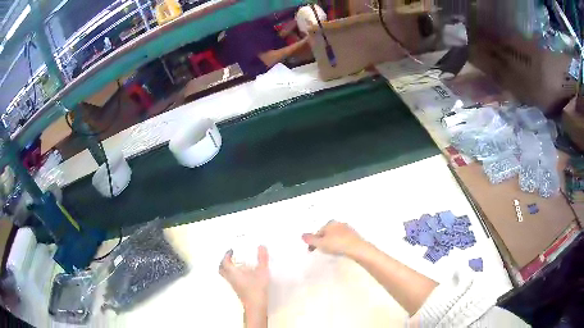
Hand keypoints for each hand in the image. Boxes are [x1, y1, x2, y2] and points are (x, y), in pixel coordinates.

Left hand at [219, 246, 269, 310]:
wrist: (256, 305)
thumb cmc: (256, 290)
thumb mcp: (262, 271)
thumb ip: (262, 259)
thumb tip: (261, 247)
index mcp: (233, 273)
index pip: (225, 262)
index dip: (227, 255)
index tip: (231, 251)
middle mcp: (231, 279)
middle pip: (221, 269)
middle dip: (224, 262)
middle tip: (230, 257)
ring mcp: (234, 285)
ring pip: (226, 275)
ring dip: (228, 269)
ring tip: (237, 264)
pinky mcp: (238, 290)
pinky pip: (232, 280)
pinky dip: (234, 275)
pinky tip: (244, 275)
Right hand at [302, 221, 365, 256]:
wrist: (357, 249)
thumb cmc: (337, 245)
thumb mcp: (320, 244)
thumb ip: (310, 240)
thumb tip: (302, 235)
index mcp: (330, 223)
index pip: (318, 232)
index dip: (313, 241)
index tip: (311, 250)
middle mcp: (339, 224)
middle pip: (327, 233)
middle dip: (322, 240)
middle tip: (320, 250)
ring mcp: (347, 229)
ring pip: (335, 236)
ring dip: (331, 242)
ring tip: (330, 251)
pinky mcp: (354, 236)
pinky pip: (343, 239)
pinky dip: (339, 244)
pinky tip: (340, 250)